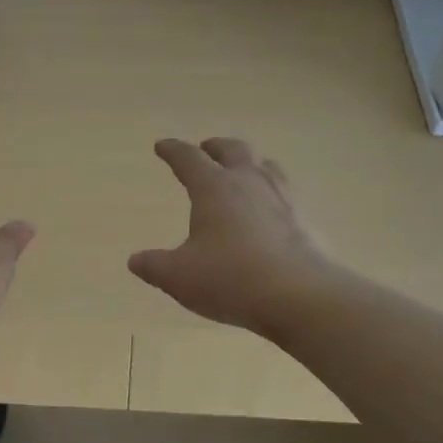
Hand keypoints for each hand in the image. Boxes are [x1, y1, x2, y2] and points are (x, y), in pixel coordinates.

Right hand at [128, 137, 335, 334]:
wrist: (301, 296)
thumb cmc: (230, 279)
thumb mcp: (179, 277)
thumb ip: (154, 266)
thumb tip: (135, 260)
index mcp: (214, 188)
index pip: (189, 159)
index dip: (173, 151)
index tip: (162, 146)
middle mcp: (250, 183)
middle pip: (234, 150)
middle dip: (216, 146)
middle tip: (206, 148)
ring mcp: (284, 199)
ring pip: (266, 166)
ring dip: (251, 162)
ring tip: (244, 169)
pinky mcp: (306, 221)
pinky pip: (287, 193)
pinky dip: (272, 192)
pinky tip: (272, 208)